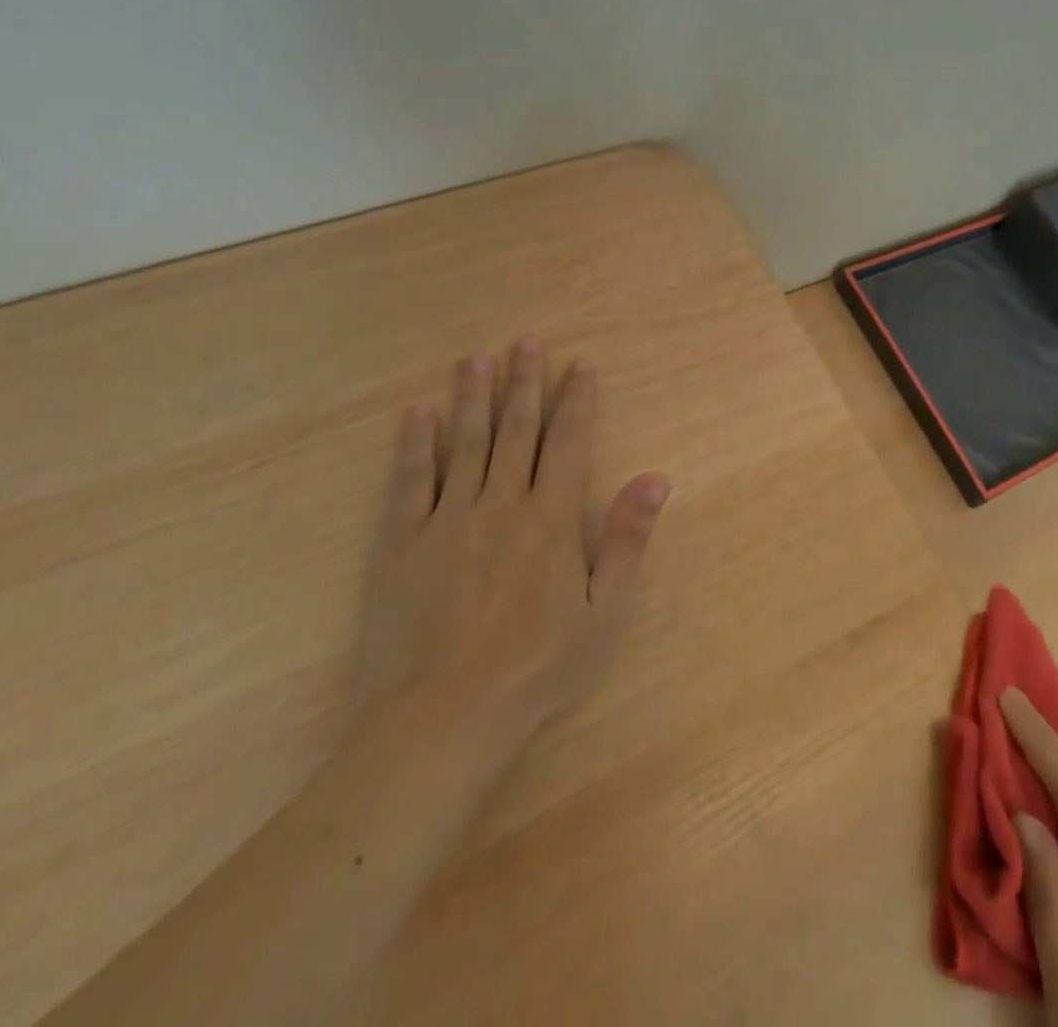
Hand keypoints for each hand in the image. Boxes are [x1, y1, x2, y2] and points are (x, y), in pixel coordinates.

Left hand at [358, 337, 670, 745]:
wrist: (442, 717)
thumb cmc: (536, 668)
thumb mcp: (604, 612)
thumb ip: (626, 539)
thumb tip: (656, 477)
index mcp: (550, 520)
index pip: (568, 444)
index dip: (576, 401)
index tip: (579, 364)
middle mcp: (500, 505)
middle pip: (516, 431)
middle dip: (525, 383)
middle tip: (527, 341)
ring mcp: (446, 520)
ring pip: (464, 443)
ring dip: (473, 397)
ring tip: (477, 358)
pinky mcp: (401, 542)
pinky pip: (408, 482)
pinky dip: (413, 445)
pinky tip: (417, 413)